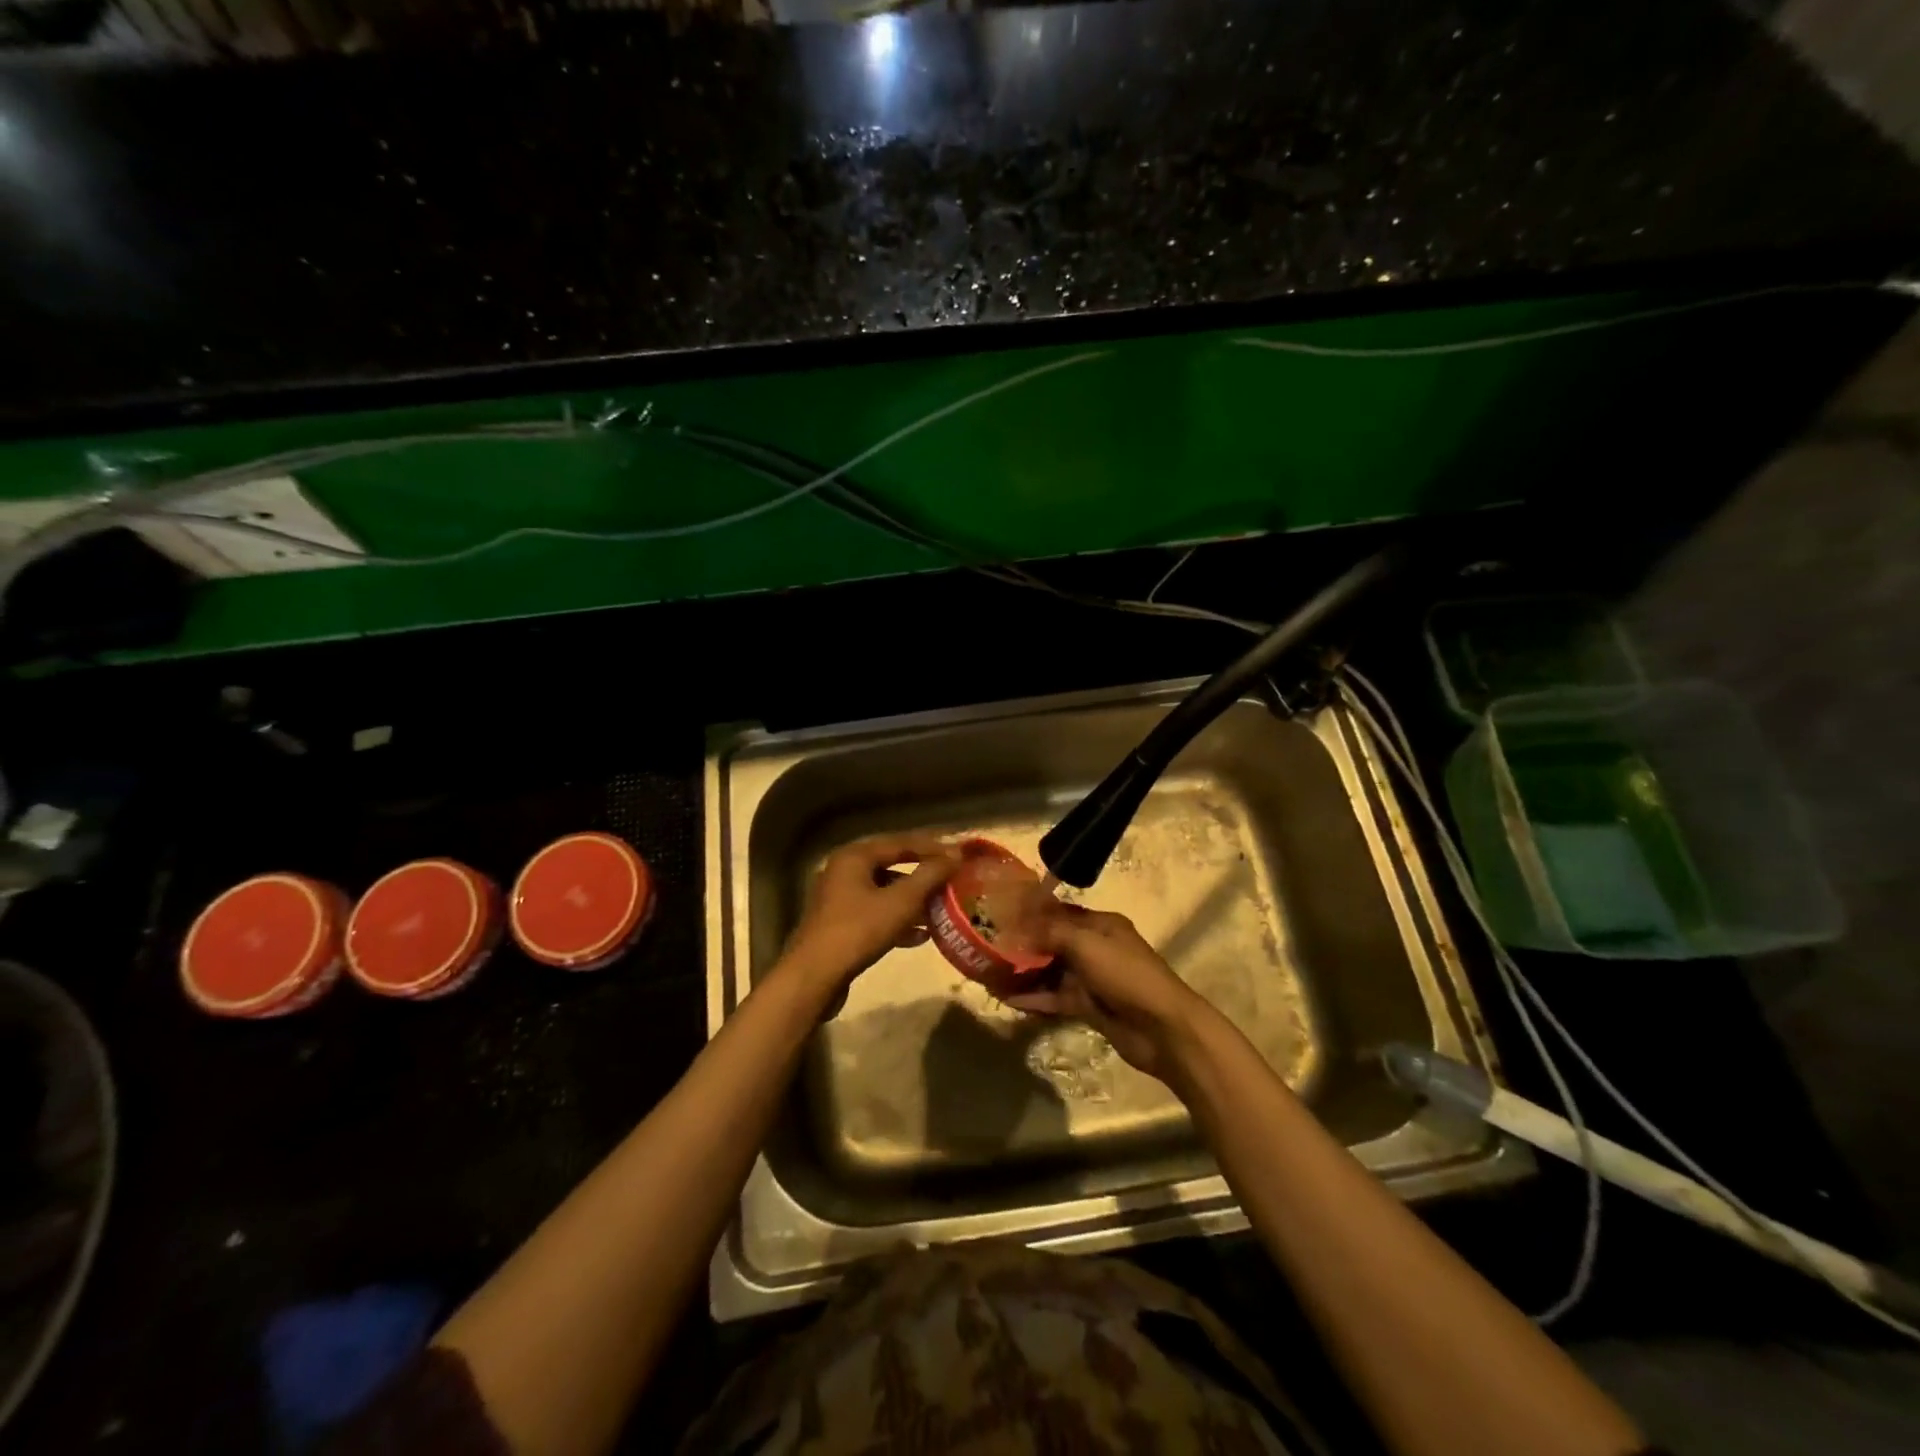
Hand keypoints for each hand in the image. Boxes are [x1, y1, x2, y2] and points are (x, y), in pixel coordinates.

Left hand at [780, 834, 960, 992]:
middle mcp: (843, 870)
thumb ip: (929, 876)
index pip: (900, 842)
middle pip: (891, 866)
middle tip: (951, 880)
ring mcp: (838, 898)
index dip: (932, 848)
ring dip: (912, 901)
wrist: (814, 976)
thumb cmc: (859, 930)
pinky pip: (874, 913)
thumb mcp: (901, 902)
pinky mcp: (839, 924)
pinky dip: (896, 920)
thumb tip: (955, 855)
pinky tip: (919, 936)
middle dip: (922, 876)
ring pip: (883, 892)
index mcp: (854, 857)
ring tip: (940, 910)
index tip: (958, 855)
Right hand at [1003, 905, 1207, 1079]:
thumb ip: (1051, 932)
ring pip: (1051, 971)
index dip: (1032, 913)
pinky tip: (1008, 999)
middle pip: (1053, 942)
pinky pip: (1055, 998)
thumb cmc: (1125, 975)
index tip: (1000, 914)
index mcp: (1102, 925)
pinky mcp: (1089, 1007)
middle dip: (1024, 944)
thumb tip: (1019, 926)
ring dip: (1025, 972)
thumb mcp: (1086, 944)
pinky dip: (1034, 998)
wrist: (1162, 1029)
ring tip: (990, 973)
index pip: (1060, 912)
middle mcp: (1096, 948)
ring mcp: (1092, 979)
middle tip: (988, 945)